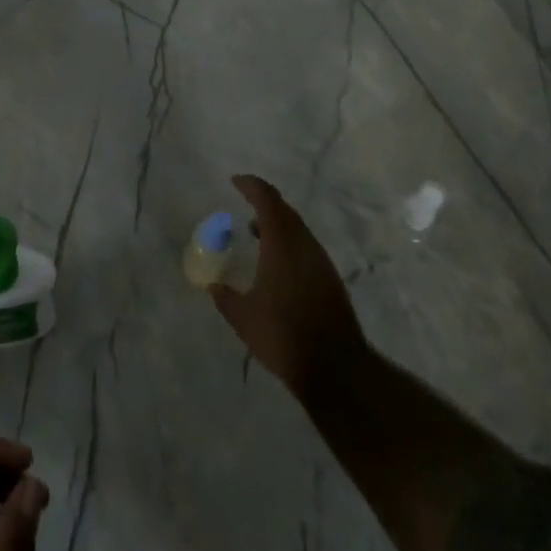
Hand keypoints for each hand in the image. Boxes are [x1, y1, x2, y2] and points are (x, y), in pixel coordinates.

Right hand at [209, 174, 366, 396]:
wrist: (337, 368)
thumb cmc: (284, 335)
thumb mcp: (243, 318)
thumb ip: (225, 298)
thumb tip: (213, 286)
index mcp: (281, 243)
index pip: (267, 199)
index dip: (251, 185)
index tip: (235, 182)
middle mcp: (303, 244)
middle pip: (284, 209)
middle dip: (263, 201)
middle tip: (244, 201)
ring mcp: (320, 261)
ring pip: (297, 228)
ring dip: (276, 223)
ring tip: (255, 232)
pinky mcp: (329, 278)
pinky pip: (305, 245)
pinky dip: (287, 241)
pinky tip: (275, 261)